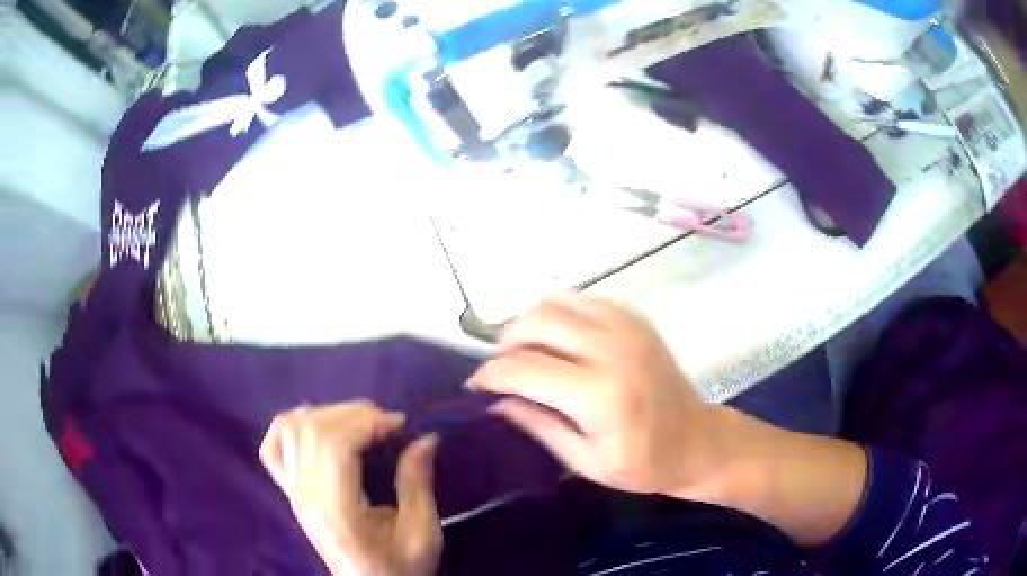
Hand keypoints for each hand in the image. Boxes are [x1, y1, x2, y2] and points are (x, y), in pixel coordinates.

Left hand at [260, 402, 441, 575]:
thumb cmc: (400, 568)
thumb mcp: (422, 534)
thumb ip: (417, 484)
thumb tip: (424, 438)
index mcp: (336, 511)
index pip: (334, 445)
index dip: (367, 422)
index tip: (400, 425)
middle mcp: (305, 496)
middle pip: (312, 429)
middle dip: (352, 413)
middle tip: (385, 423)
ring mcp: (292, 492)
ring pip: (290, 429)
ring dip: (325, 414)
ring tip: (357, 424)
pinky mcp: (290, 491)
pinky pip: (273, 445)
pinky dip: (291, 426)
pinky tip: (316, 428)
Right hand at [469, 292, 726, 499]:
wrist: (698, 440)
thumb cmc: (643, 464)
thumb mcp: (585, 461)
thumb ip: (538, 426)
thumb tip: (496, 401)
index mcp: (601, 395)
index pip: (524, 369)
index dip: (490, 375)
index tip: (476, 386)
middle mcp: (613, 349)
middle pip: (536, 321)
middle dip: (505, 342)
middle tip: (501, 369)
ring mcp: (627, 326)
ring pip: (556, 300)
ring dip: (530, 323)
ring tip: (527, 353)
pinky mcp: (635, 318)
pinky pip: (581, 299)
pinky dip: (559, 314)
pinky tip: (560, 342)